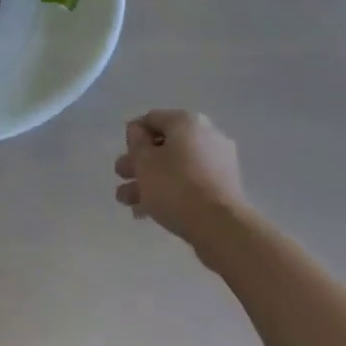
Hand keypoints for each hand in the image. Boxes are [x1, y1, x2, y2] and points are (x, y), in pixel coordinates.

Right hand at [113, 110, 247, 250]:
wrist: (221, 227)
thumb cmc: (176, 186)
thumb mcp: (144, 161)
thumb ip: (136, 142)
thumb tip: (138, 132)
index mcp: (187, 121)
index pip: (152, 119)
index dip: (133, 135)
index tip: (123, 154)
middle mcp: (205, 135)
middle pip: (164, 145)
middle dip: (139, 163)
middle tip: (121, 177)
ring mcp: (218, 163)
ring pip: (175, 167)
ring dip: (150, 181)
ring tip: (127, 202)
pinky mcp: (224, 189)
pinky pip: (190, 184)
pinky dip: (170, 193)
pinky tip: (147, 212)